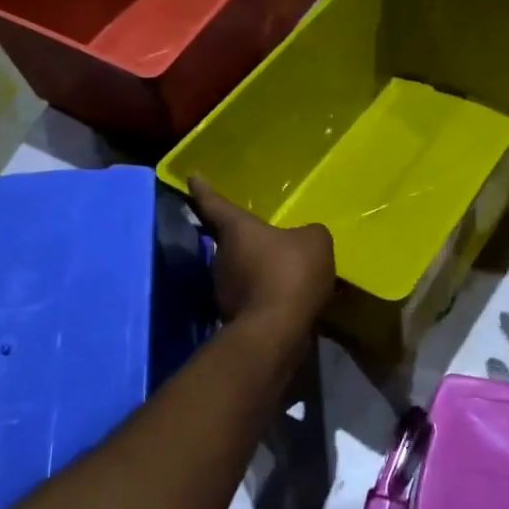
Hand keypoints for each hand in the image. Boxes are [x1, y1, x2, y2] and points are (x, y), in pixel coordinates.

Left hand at [188, 176, 335, 326]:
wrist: (277, 331)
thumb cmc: (290, 273)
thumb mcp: (314, 241)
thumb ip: (309, 234)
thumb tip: (304, 239)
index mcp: (236, 229)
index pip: (214, 203)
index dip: (203, 189)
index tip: (193, 177)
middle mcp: (222, 256)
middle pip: (229, 241)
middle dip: (244, 239)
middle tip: (263, 234)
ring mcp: (226, 289)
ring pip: (242, 271)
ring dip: (259, 270)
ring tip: (286, 270)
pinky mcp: (236, 317)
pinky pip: (255, 296)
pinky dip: (268, 295)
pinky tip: (290, 298)